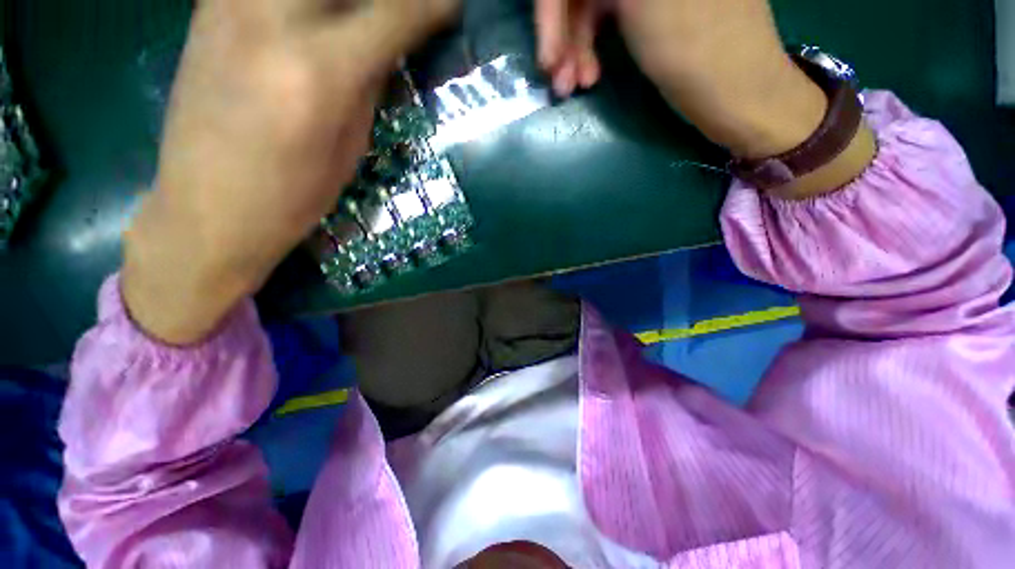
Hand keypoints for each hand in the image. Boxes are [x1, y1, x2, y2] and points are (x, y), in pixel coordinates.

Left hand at [123, 0, 458, 344]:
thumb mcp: (351, 148)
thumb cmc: (293, 195)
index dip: (432, 5)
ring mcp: (232, 4)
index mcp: (322, 72)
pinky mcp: (208, 7)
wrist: (206, 208)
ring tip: (352, 18)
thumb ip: (369, 85)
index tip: (452, 4)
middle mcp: (274, 20)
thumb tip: (388, 45)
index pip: (395, 13)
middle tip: (398, 11)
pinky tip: (307, 19)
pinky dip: (301, 2)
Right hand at [535, 0, 875, 197]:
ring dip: (572, 47)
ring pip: (588, 4)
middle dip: (561, 31)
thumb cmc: (696, 46)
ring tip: (572, 87)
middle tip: (556, 77)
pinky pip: (601, 19)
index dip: (552, 7)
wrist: (738, 93)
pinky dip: (587, 50)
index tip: (547, 53)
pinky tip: (587, 78)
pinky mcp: (644, 4)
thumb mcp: (642, 0)